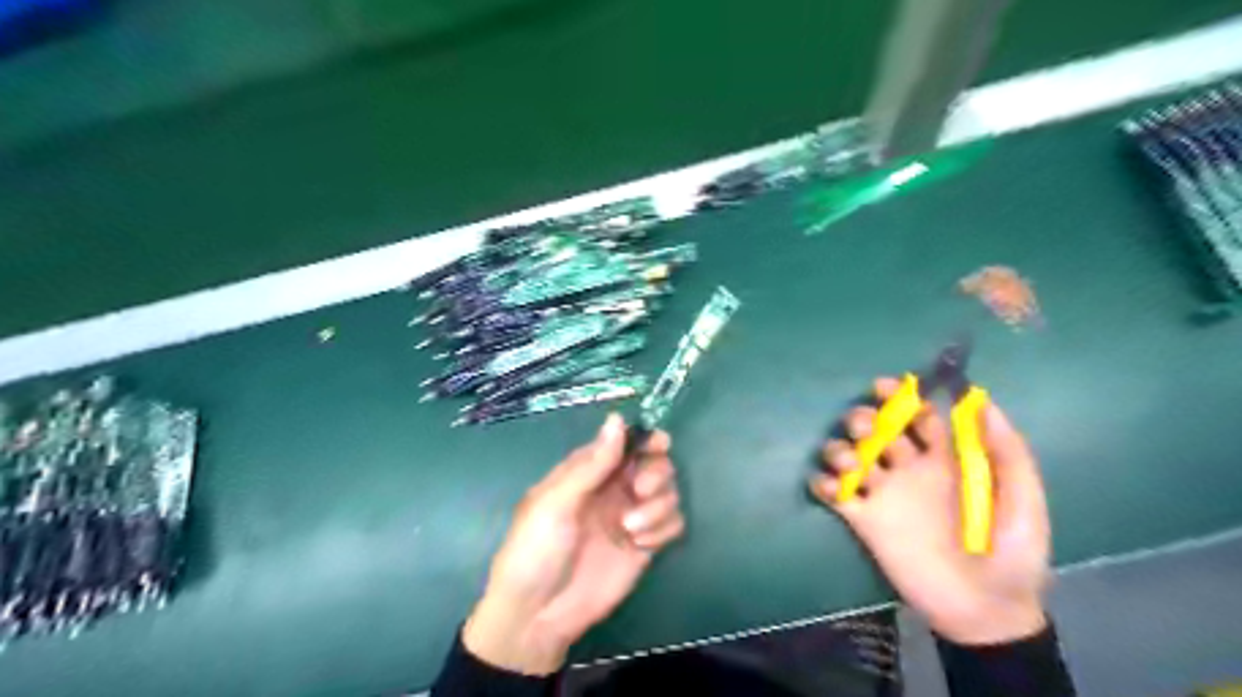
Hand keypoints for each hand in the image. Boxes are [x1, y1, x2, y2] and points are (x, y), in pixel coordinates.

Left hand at [462, 415, 682, 675]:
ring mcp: (632, 516)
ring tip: (631, 530)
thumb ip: (591, 464)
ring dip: (658, 506)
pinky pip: (674, 522)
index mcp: (589, 471)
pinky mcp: (646, 545)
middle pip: (655, 463)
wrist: (539, 615)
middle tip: (639, 491)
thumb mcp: (555, 503)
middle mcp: (614, 488)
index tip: (659, 444)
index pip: (626, 441)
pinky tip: (642, 544)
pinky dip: (664, 528)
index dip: (646, 438)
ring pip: (669, 491)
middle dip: (656, 472)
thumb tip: (617, 417)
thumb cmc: (536, 550)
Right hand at [813, 377, 1051, 644]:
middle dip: (865, 419)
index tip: (884, 387)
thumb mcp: (1023, 500)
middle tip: (868, 430)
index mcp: (944, 460)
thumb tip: (981, 400)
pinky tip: (832, 488)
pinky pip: (832, 493)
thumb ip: (1007, 451)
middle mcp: (908, 470)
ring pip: (847, 456)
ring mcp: (883, 494)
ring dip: (839, 450)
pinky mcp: (863, 521)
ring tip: (851, 465)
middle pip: (876, 430)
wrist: (986, 611)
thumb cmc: (1011, 554)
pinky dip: (823, 483)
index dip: (901, 397)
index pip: (917, 415)